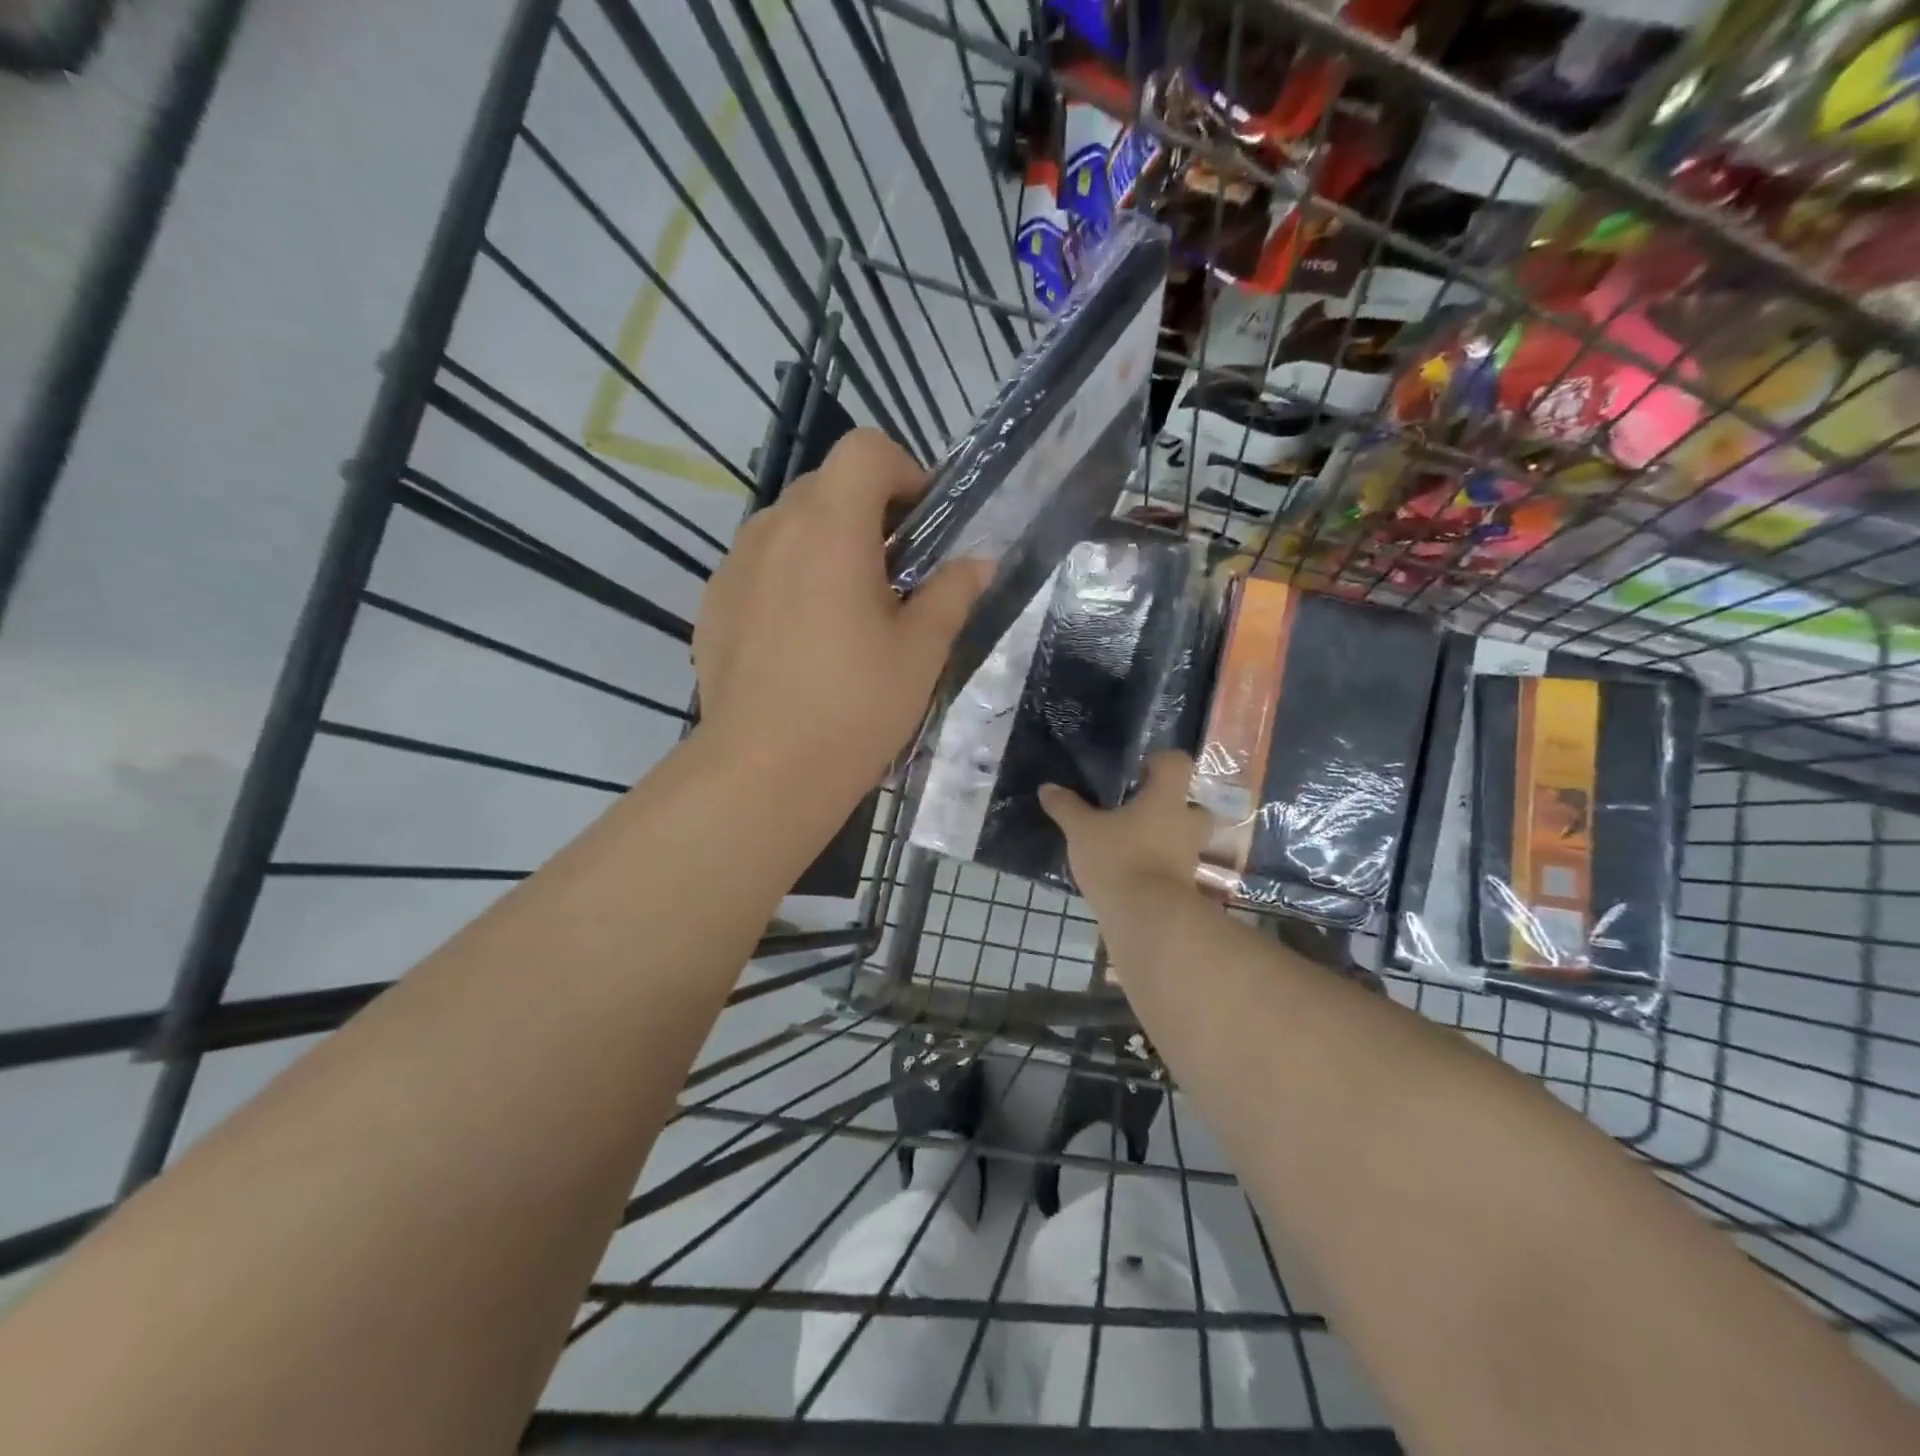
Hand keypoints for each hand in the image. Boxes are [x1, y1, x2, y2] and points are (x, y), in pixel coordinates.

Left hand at [694, 429, 986, 804]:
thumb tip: (978, 563)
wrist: (763, 773)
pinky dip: (789, 575)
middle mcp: (774, 531)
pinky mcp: (713, 602)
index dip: (904, 471)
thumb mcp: (920, 653)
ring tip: (847, 609)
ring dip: (826, 542)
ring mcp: (734, 566)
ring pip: (789, 524)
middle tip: (895, 575)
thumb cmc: (854, 709)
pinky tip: (802, 638)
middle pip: (826, 484)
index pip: (865, 451)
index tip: (923, 525)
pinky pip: (760, 564)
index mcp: (831, 530)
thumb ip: (952, 594)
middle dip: (869, 511)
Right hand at [1039, 751, 1216, 920]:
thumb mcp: (1081, 831)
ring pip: (1182, 837)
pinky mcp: (1184, 886)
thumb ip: (1066, 807)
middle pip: (1190, 803)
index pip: (1177, 762)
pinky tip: (1127, 871)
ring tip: (1129, 842)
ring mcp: (1189, 857)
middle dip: (1169, 805)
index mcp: (1166, 798)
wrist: (1147, 919)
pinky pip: (1172, 866)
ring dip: (1163, 837)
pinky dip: (1156, 866)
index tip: (1136, 771)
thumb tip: (1048, 788)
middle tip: (1137, 810)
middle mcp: (1185, 823)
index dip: (1159, 762)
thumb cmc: (1119, 859)